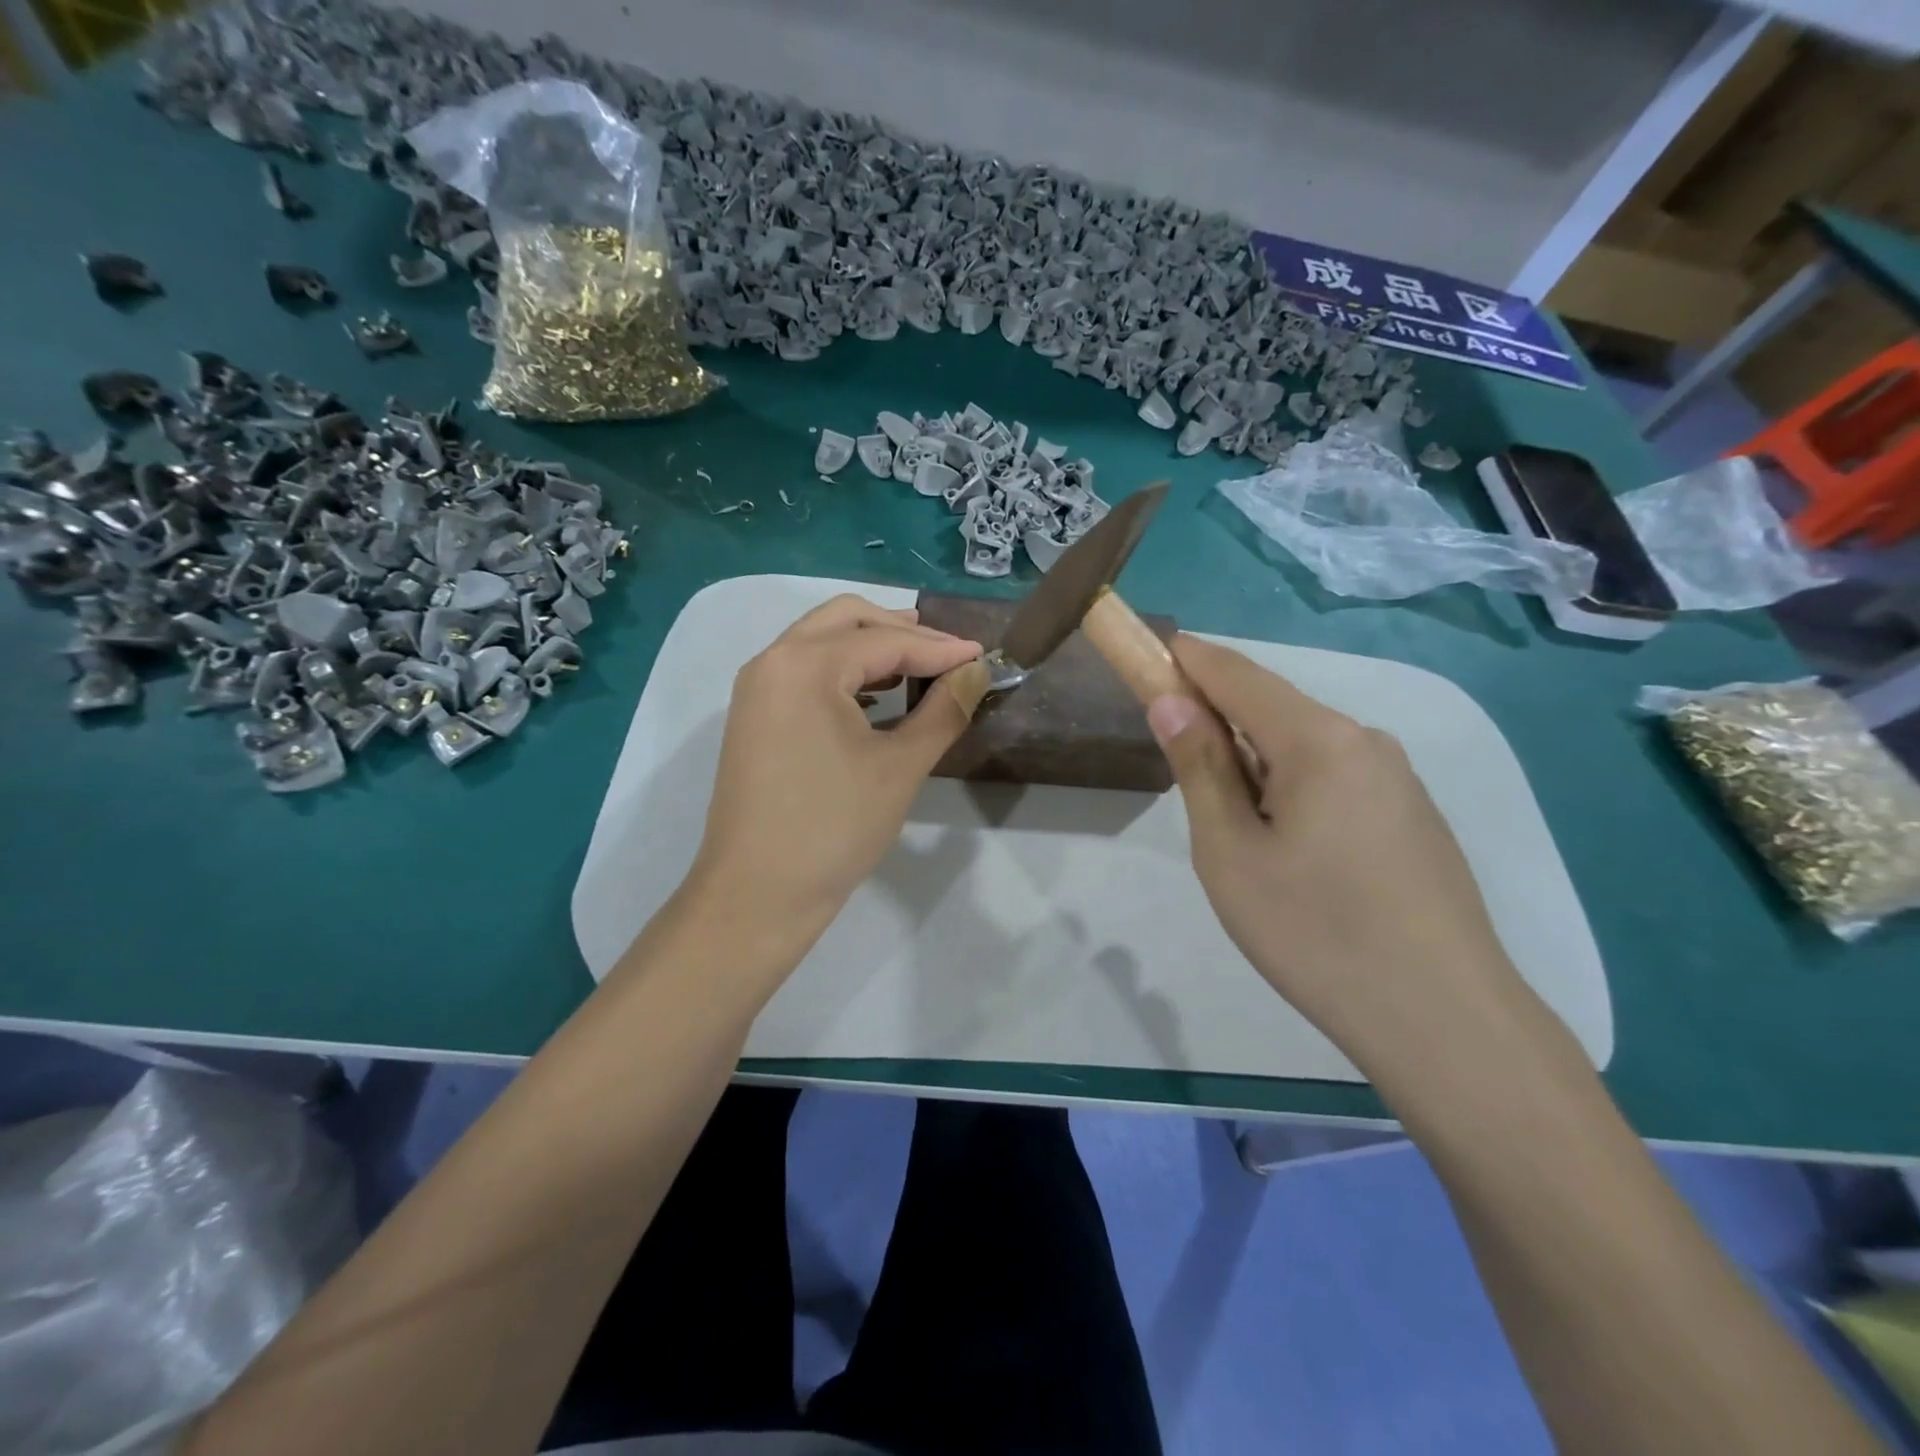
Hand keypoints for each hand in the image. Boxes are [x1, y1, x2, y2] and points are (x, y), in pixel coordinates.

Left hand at [688, 595, 989, 947]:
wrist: (757, 895)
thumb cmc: (833, 828)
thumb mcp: (900, 767)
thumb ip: (944, 711)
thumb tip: (977, 674)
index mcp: (805, 665)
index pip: (885, 640)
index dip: (941, 648)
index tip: (984, 656)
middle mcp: (773, 661)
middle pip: (845, 619)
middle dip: (901, 630)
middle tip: (949, 653)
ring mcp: (756, 689)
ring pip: (820, 640)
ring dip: (870, 645)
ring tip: (918, 666)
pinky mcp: (753, 716)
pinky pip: (803, 671)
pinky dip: (843, 670)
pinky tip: (876, 696)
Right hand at [1146, 635, 1529, 1074]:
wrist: (1443, 1021)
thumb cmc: (1315, 932)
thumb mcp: (1230, 852)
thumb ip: (1199, 768)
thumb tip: (1170, 701)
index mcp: (1318, 739)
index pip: (1235, 674)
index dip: (1185, 660)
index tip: (1145, 657)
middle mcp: (1365, 741)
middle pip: (1272, 708)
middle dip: (1218, 721)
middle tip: (1181, 772)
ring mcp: (1398, 779)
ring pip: (1304, 747)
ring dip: (1256, 763)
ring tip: (1237, 835)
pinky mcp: (1413, 816)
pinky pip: (1336, 778)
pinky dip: (1293, 788)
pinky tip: (1291, 852)